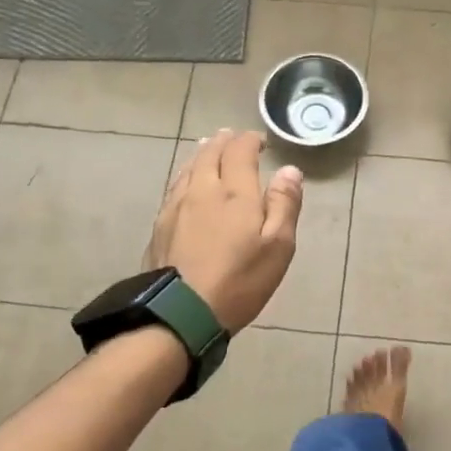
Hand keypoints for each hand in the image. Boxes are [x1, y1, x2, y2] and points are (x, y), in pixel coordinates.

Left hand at [143, 129, 302, 329]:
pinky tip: (186, 181)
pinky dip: (186, 174)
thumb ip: (284, 205)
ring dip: (202, 154)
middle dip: (224, 142)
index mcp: (235, 193)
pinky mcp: (160, 225)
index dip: (251, 141)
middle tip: (232, 137)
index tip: (261, 141)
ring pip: (188, 168)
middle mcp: (202, 190)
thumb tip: (289, 170)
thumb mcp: (278, 247)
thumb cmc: (239, 281)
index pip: (240, 152)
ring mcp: (176, 207)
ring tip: (209, 148)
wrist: (181, 312)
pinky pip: (175, 186)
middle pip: (210, 154)